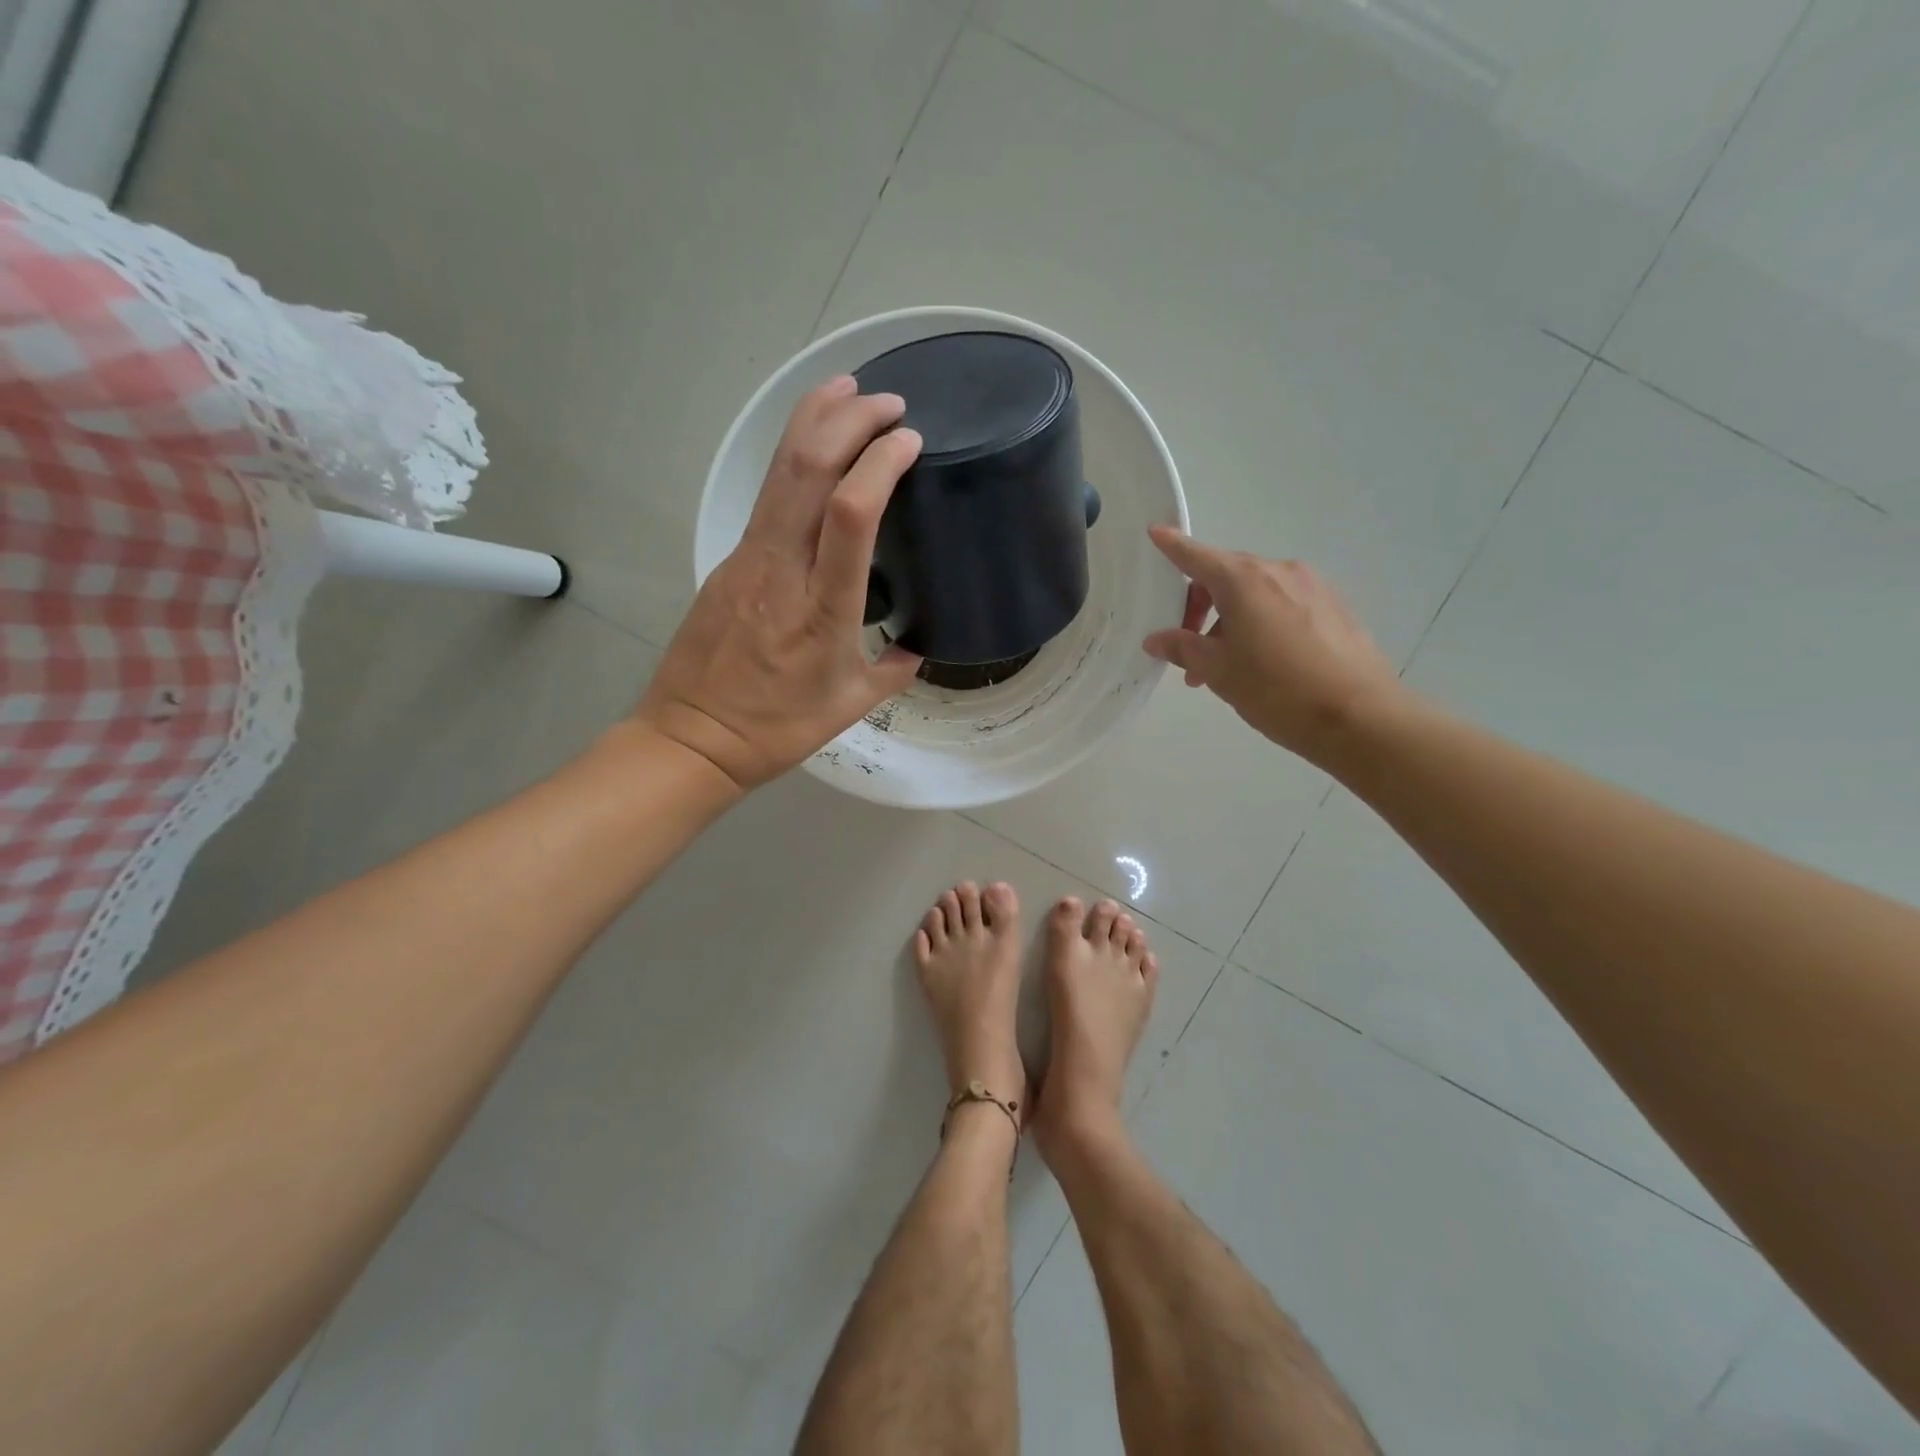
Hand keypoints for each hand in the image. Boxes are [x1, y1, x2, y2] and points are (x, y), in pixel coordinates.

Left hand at [636, 376, 923, 791]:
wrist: (693, 737)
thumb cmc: (778, 728)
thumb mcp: (851, 705)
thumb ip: (892, 671)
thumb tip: (915, 648)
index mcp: (823, 608)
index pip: (852, 514)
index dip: (880, 464)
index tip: (910, 441)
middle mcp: (783, 569)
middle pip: (808, 470)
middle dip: (850, 420)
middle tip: (889, 402)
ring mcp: (749, 558)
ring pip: (779, 472)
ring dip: (814, 420)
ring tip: (848, 390)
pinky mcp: (730, 559)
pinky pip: (767, 496)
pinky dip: (794, 458)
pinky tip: (814, 446)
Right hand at [1141, 526, 1402, 764]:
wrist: (1360, 717)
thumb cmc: (1276, 689)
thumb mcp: (1219, 671)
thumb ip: (1183, 648)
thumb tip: (1158, 639)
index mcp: (1243, 581)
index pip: (1197, 556)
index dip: (1173, 546)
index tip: (1155, 532)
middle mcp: (1278, 571)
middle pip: (1226, 576)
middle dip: (1199, 607)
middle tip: (1187, 649)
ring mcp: (1311, 587)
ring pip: (1255, 595)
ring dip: (1230, 622)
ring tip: (1224, 668)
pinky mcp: (1333, 607)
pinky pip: (1283, 605)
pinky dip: (1261, 624)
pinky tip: (1262, 663)